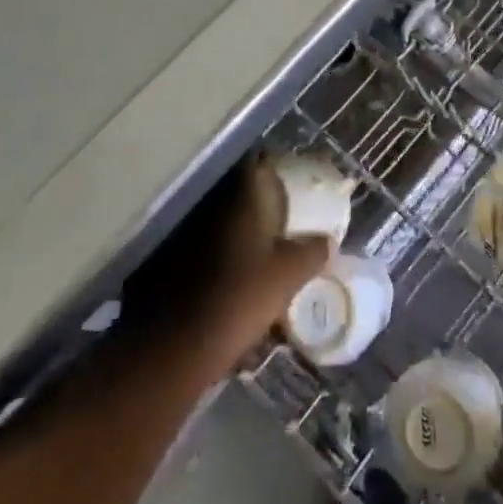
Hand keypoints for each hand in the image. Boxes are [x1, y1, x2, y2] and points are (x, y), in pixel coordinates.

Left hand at [122, 159, 330, 368]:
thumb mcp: (291, 274)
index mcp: (242, 196)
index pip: (258, 161)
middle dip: (262, 200)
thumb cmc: (243, 294)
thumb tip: (327, 241)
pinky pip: (209, 244)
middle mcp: (213, 202)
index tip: (293, 177)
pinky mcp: (175, 257)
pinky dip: (226, 252)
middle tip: (285, 216)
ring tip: (265, 249)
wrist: (183, 342)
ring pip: (225, 218)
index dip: (275, 165)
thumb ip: (313, 251)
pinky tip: (240, 273)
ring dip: (243, 228)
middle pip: (242, 190)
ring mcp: (190, 229)